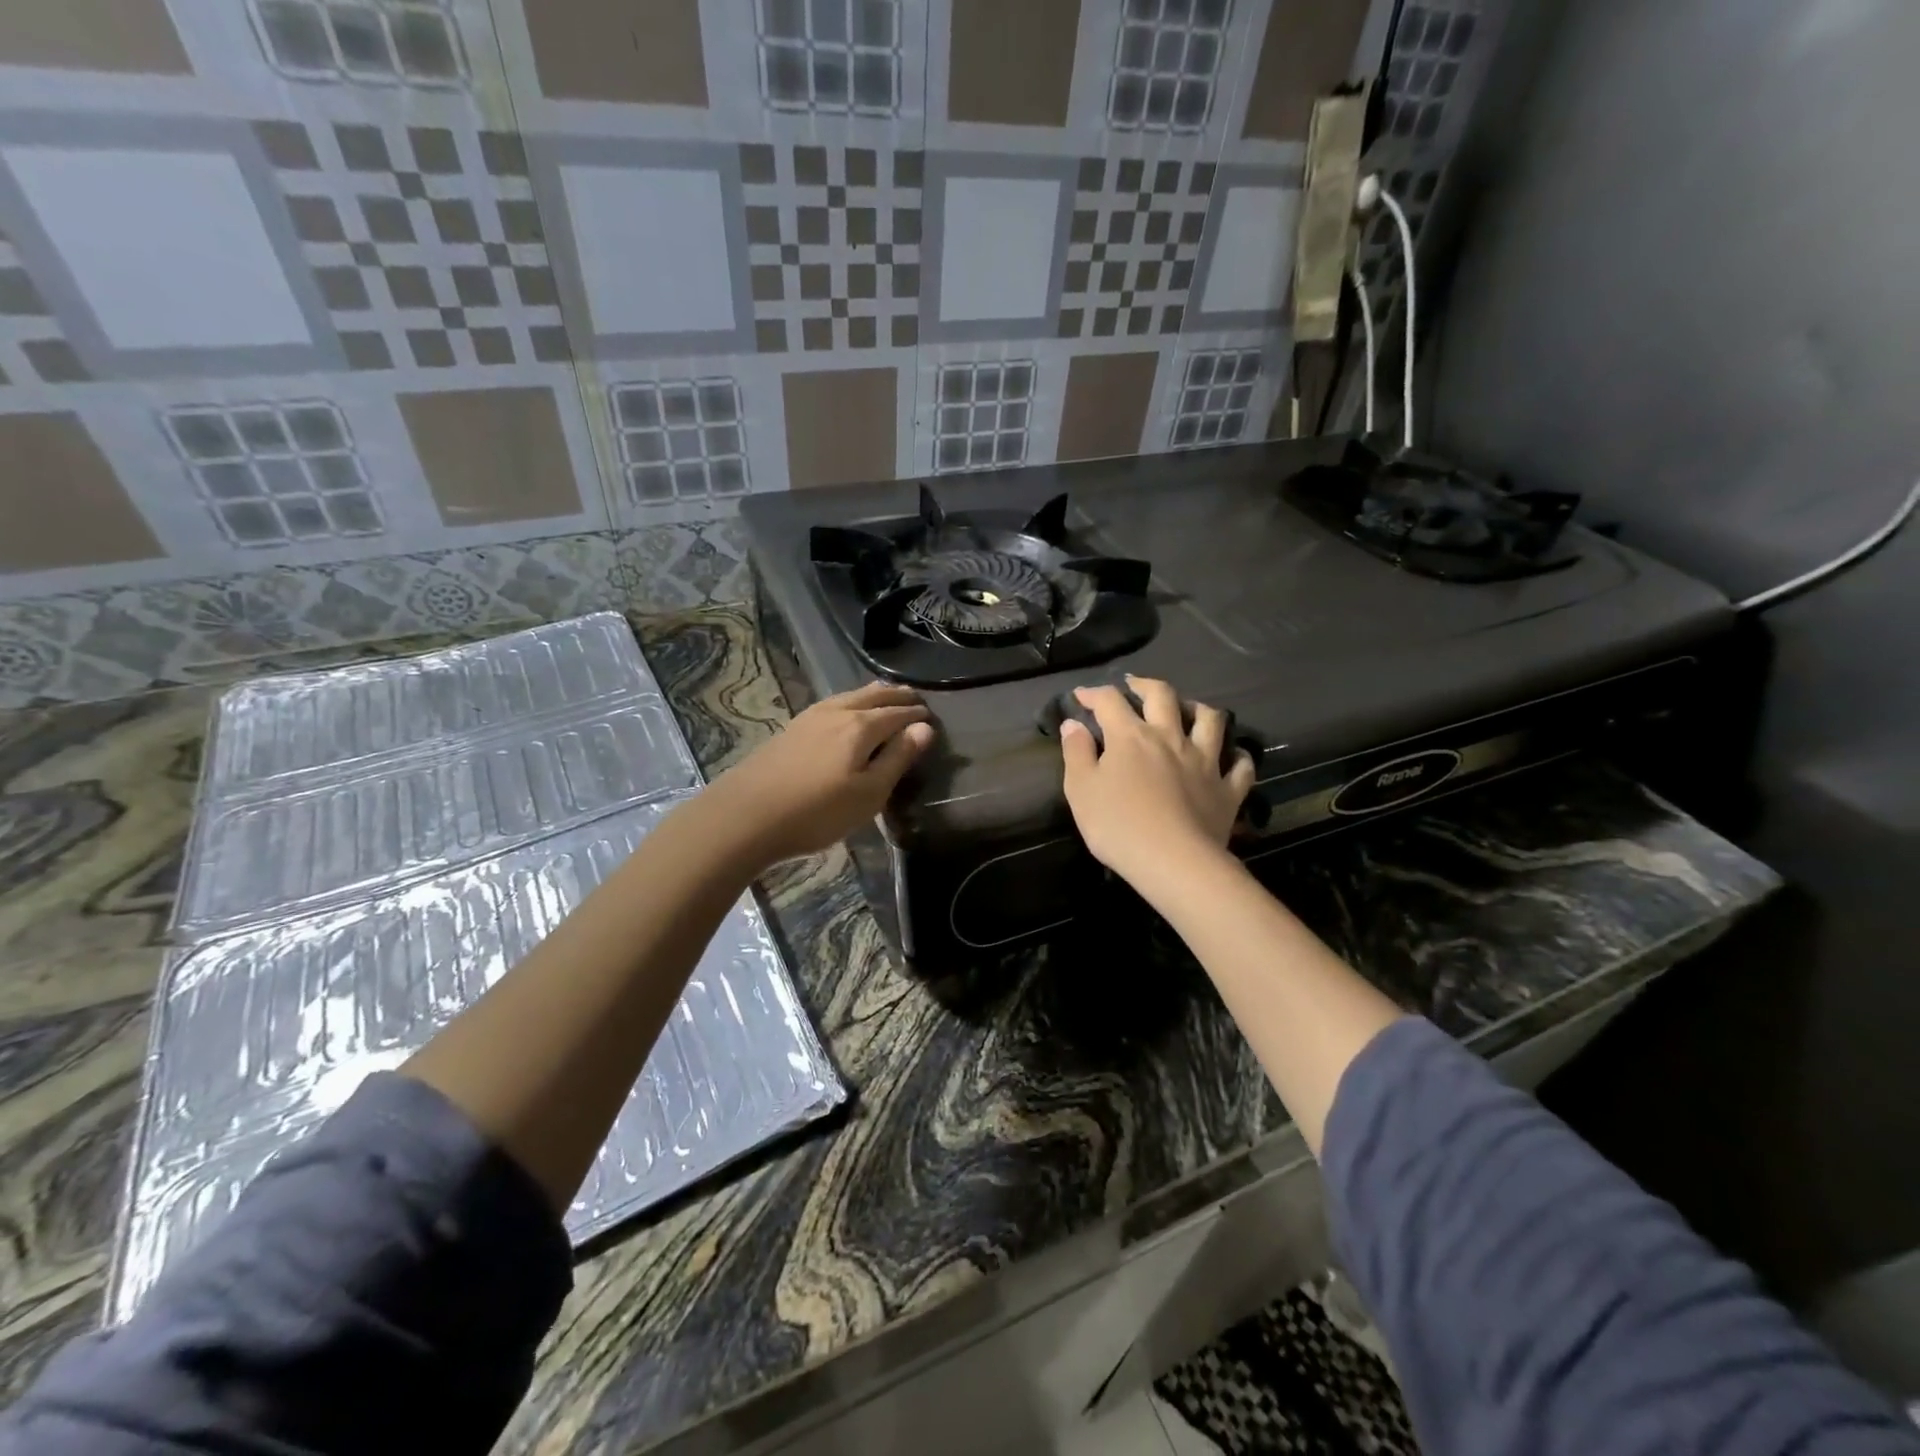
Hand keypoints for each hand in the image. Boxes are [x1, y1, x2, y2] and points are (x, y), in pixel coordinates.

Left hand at [709, 681, 934, 869]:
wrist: (745, 816)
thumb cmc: (817, 812)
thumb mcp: (869, 793)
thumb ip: (897, 758)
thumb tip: (925, 728)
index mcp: (861, 726)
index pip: (898, 713)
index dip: (917, 715)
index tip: (932, 717)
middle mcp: (837, 712)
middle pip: (873, 695)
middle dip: (897, 695)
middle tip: (914, 698)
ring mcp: (810, 717)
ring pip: (850, 696)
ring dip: (873, 695)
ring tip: (885, 697)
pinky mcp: (791, 728)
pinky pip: (832, 704)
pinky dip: (851, 702)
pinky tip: (845, 712)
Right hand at [1059, 676, 1255, 891]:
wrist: (1173, 862)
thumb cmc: (1118, 826)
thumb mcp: (1080, 790)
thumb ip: (1076, 753)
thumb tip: (1074, 723)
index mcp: (1131, 736)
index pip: (1110, 701)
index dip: (1093, 694)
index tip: (1081, 696)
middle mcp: (1170, 737)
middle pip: (1163, 696)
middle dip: (1146, 685)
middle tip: (1135, 688)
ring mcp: (1204, 760)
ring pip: (1210, 719)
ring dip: (1198, 709)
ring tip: (1188, 711)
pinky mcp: (1228, 788)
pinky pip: (1240, 764)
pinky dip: (1236, 756)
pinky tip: (1230, 756)